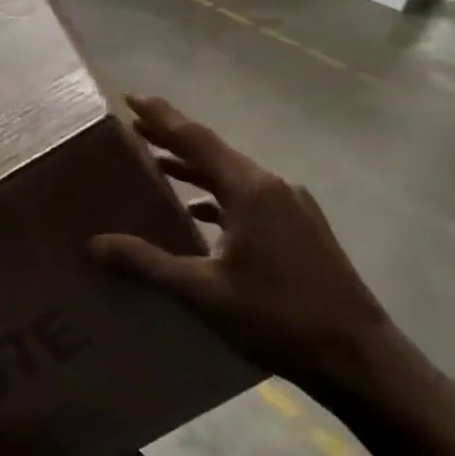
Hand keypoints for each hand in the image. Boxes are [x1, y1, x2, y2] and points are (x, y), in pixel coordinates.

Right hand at [91, 95, 392, 394]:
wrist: (359, 357)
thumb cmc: (278, 317)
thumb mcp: (204, 292)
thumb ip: (148, 263)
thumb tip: (95, 243)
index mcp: (250, 189)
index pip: (196, 138)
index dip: (161, 117)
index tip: (130, 98)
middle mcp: (273, 186)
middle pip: (214, 153)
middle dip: (173, 140)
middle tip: (133, 130)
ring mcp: (292, 207)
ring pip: (233, 177)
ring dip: (195, 170)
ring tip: (158, 167)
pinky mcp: (302, 228)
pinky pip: (249, 199)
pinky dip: (219, 198)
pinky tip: (200, 216)